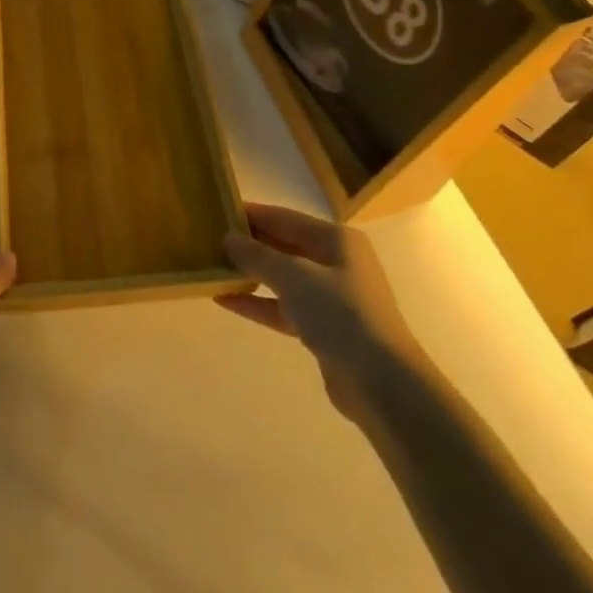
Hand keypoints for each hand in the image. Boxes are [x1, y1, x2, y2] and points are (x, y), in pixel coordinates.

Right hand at [217, 203, 420, 424]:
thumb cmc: (341, 314)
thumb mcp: (294, 277)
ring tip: (214, 267)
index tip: (218, 209)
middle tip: (210, 239)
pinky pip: (284, 307)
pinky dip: (259, 303)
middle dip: (250, 244)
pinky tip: (226, 300)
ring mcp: (331, 297)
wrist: (382, 383)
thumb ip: (258, 256)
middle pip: (285, 246)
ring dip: (251, 274)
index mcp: (337, 240)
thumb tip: (229, 238)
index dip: (252, 214)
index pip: (285, 218)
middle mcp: (336, 263)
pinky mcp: (324, 329)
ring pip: (283, 278)